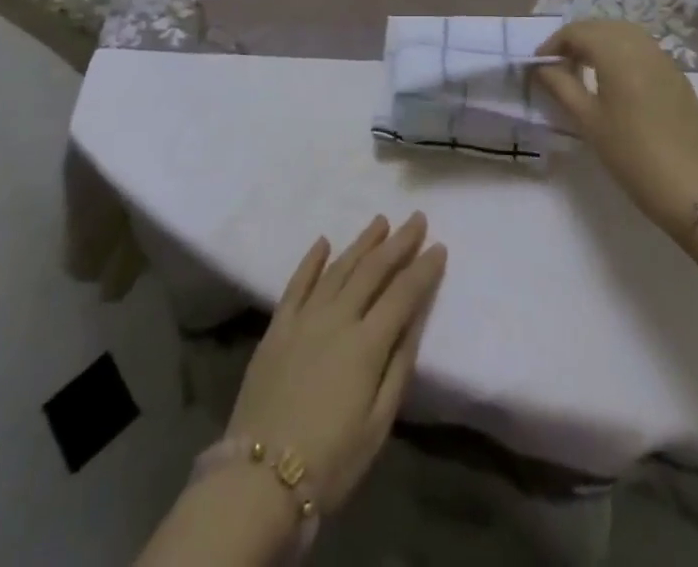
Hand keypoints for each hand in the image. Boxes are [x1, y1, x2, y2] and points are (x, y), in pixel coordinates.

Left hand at [226, 214, 446, 513]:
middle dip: (398, 242)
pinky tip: (323, 242)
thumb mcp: (378, 424)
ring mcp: (304, 318)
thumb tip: (416, 318)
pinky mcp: (277, 327)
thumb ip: (399, 366)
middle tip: (416, 218)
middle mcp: (337, 318)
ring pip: (338, 268)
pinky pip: (297, 283)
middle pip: (373, 270)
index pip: (403, 294)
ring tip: (380, 221)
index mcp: (367, 343)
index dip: (423, 269)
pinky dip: (311, 260)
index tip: (439, 246)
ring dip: (361, 243)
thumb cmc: (330, 461)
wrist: (258, 480)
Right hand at [537, 20, 697, 235]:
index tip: (540, 65)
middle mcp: (642, 47)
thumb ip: (562, 87)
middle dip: (577, 39)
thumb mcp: (588, 121)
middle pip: (602, 27)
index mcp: (617, 54)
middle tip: (560, 65)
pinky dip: (622, 51)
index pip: (578, 32)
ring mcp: (664, 59)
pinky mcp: (677, 75)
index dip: (554, 44)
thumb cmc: (630, 154)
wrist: (689, 187)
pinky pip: (644, 48)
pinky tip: (616, 79)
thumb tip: (543, 68)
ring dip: (601, 42)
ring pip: (625, 33)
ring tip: (585, 68)